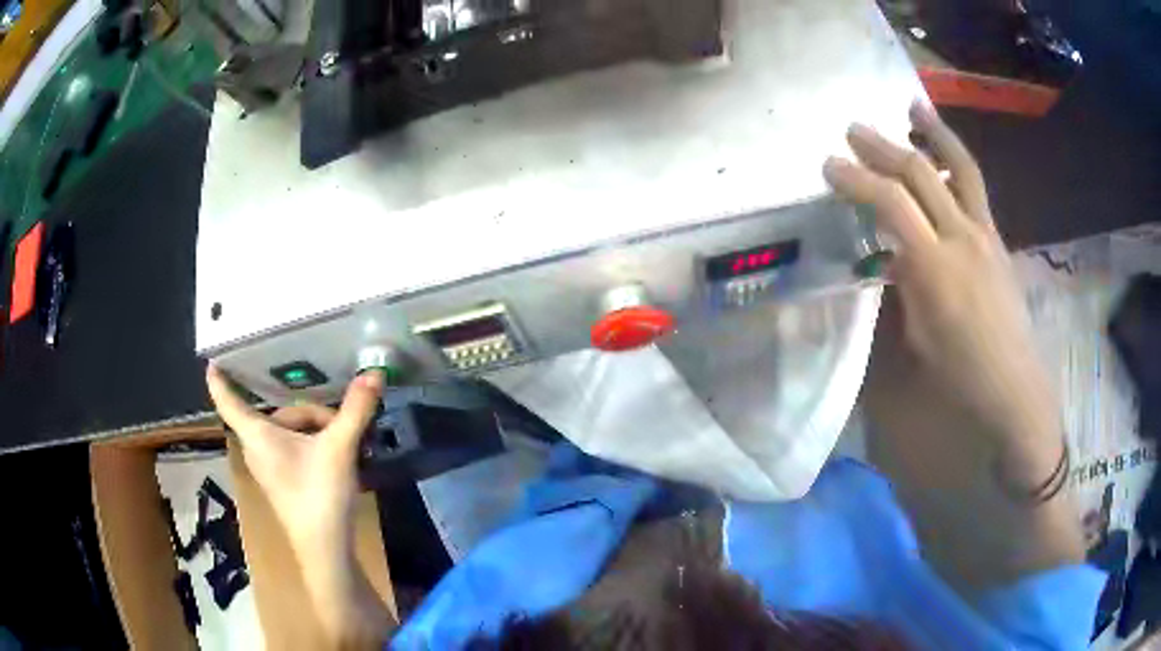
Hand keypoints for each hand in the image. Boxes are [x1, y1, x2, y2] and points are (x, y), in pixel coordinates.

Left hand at [207, 366, 392, 646]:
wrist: (325, 548)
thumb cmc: (320, 494)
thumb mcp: (340, 448)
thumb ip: (355, 409)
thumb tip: (374, 372)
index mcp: (258, 434)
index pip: (228, 400)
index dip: (219, 380)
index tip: (211, 361)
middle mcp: (257, 448)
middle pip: (278, 414)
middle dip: (312, 414)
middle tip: (342, 426)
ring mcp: (268, 467)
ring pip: (288, 432)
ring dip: (316, 431)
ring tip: (347, 443)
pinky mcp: (282, 481)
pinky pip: (292, 449)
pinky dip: (313, 446)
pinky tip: (339, 458)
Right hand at [823, 102, 1083, 587]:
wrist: (1014, 387)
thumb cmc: (961, 375)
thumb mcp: (917, 336)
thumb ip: (902, 285)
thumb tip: (890, 256)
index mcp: (936, 267)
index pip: (890, 203)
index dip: (856, 179)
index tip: (829, 167)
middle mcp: (962, 237)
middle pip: (920, 173)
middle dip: (882, 147)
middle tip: (853, 131)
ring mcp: (985, 233)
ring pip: (959, 167)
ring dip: (933, 132)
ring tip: (914, 105)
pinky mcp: (998, 238)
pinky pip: (976, 187)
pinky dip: (957, 159)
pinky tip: (946, 151)